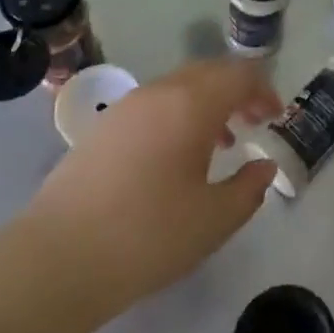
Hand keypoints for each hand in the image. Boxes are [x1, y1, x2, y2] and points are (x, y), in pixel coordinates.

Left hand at [24, 59, 281, 321]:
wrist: (57, 259)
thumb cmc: (147, 236)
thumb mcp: (213, 220)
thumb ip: (249, 188)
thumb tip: (264, 167)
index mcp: (191, 104)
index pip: (239, 75)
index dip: (264, 91)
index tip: (276, 118)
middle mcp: (160, 92)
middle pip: (209, 73)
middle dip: (237, 92)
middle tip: (254, 123)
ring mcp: (127, 107)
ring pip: (179, 87)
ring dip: (207, 103)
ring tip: (220, 143)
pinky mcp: (104, 127)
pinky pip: (154, 104)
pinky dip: (178, 115)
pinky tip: (176, 158)